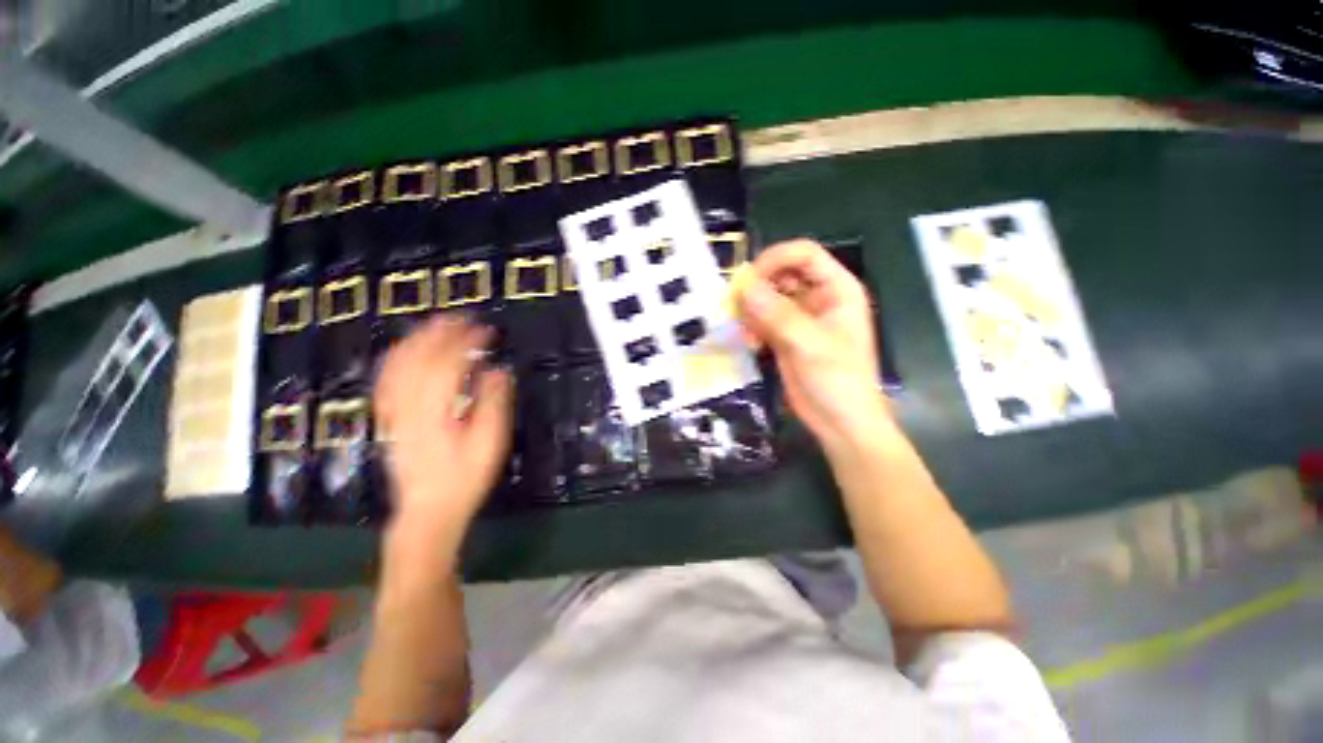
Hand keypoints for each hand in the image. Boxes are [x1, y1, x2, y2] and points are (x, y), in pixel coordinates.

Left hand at [374, 316, 513, 536]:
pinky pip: (386, 380)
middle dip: (440, 333)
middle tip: (462, 318)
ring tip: (438, 325)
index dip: (466, 342)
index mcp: (436, 411)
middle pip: (418, 358)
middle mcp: (408, 406)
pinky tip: (408, 351)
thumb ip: (494, 403)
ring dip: (417, 340)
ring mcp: (394, 412)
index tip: (486, 330)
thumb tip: (497, 370)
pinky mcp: (389, 418)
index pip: (448, 364)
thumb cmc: (464, 478)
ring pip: (397, 365)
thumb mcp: (489, 443)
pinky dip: (397, 358)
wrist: (428, 510)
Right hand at [735, 239, 890, 451]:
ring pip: (767, 297)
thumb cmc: (838, 381)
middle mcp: (817, 298)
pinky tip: (751, 345)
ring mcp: (799, 318)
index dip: (775, 259)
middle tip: (738, 308)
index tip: (748, 279)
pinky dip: (752, 327)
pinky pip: (761, 319)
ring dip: (751, 311)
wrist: (839, 423)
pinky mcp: (785, 336)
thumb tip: (744, 287)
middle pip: (781, 273)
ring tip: (746, 333)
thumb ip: (777, 315)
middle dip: (758, 288)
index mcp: (837, 289)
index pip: (804, 254)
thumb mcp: (810, 345)